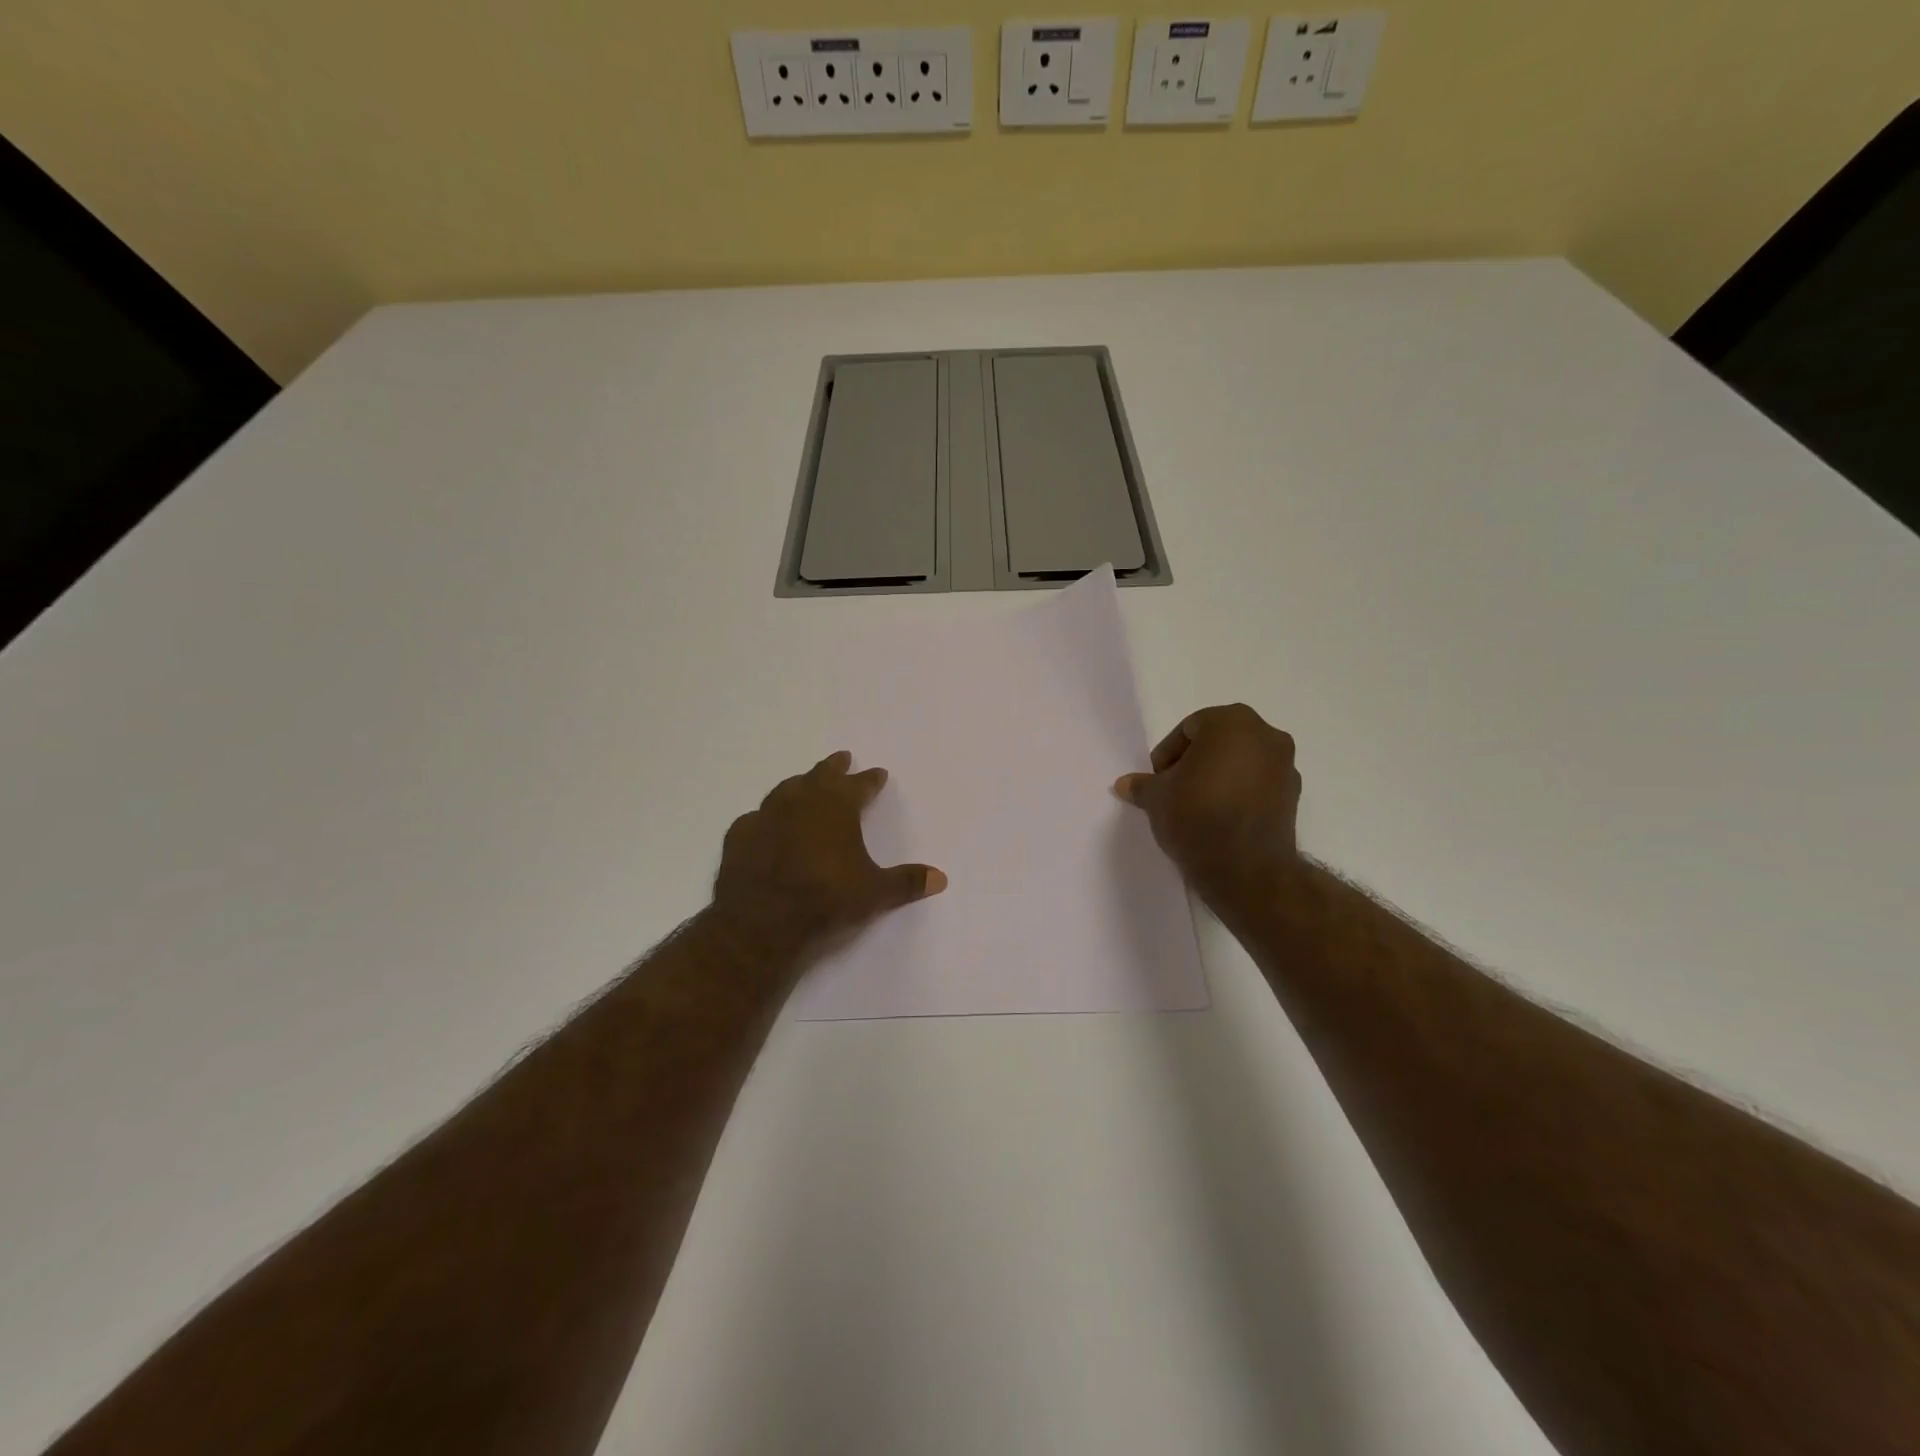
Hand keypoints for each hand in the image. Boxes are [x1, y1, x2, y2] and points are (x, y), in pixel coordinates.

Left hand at [711, 751, 945, 966]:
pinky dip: (767, 818)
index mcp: (837, 807)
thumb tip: (941, 878)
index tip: (878, 773)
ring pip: (786, 789)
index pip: (859, 785)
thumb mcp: (875, 894)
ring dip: (800, 785)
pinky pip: (756, 818)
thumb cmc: (826, 900)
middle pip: (821, 775)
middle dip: (834, 767)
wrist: (761, 922)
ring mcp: (766, 815)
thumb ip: (907, 882)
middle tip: (842, 758)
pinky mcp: (740, 835)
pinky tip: (766, 825)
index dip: (870, 780)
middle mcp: (801, 801)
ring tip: (805, 784)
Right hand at [1114, 704, 1301, 907]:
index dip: (1168, 754)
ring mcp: (1286, 765)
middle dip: (1195, 762)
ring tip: (1197, 806)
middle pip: (1219, 741)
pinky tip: (1221, 818)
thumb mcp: (1157, 798)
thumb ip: (1142, 785)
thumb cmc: (1196, 815)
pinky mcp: (1295, 796)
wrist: (1246, 868)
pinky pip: (1258, 784)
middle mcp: (1266, 734)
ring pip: (1241, 761)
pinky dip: (1240, 793)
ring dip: (1219, 776)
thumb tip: (1125, 784)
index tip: (1159, 780)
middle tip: (1175, 789)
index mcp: (1232, 722)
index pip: (1189, 728)